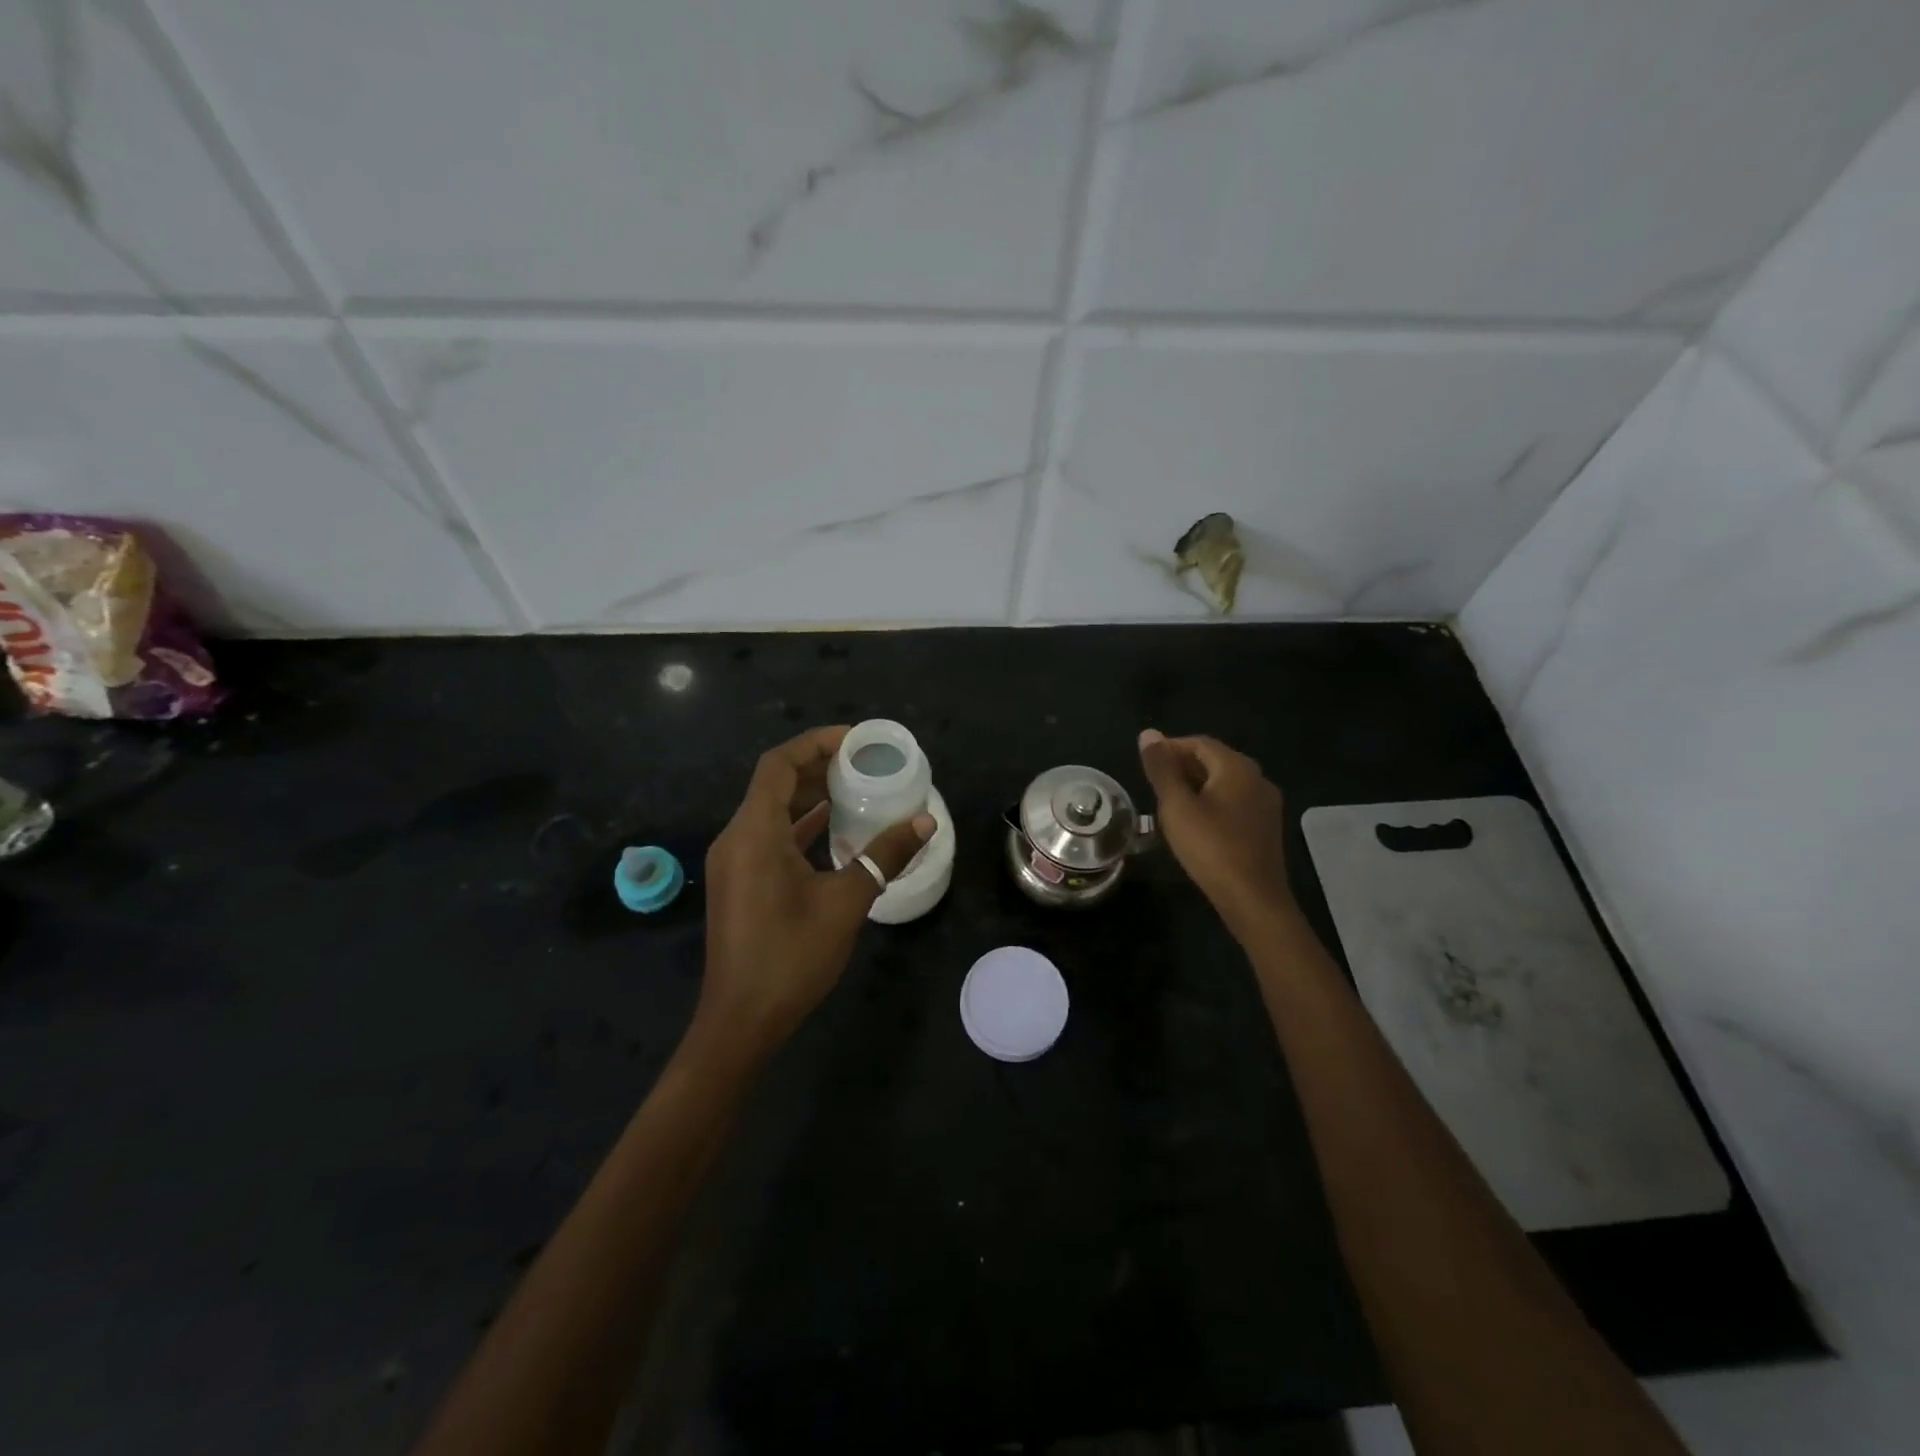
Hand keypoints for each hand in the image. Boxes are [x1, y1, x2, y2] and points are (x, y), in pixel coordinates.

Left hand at [698, 726, 933, 1055]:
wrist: (741, 1021)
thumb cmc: (791, 957)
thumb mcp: (846, 902)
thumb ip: (884, 856)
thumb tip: (925, 824)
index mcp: (754, 833)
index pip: (779, 765)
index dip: (816, 743)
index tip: (856, 741)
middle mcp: (737, 838)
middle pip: (775, 784)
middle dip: (819, 767)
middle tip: (866, 764)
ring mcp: (735, 862)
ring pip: (773, 811)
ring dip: (811, 796)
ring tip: (858, 789)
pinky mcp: (741, 882)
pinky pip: (771, 837)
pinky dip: (801, 826)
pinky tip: (836, 830)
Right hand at [1137, 729, 1293, 935]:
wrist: (1253, 900)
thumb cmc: (1211, 848)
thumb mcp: (1177, 806)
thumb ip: (1161, 768)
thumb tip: (1148, 734)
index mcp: (1237, 767)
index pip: (1198, 743)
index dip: (1169, 748)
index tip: (1145, 764)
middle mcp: (1257, 778)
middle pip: (1214, 760)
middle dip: (1181, 766)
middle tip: (1152, 784)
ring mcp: (1265, 804)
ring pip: (1224, 782)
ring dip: (1195, 786)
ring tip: (1167, 803)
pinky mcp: (1265, 826)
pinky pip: (1233, 802)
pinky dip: (1210, 802)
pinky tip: (1193, 823)